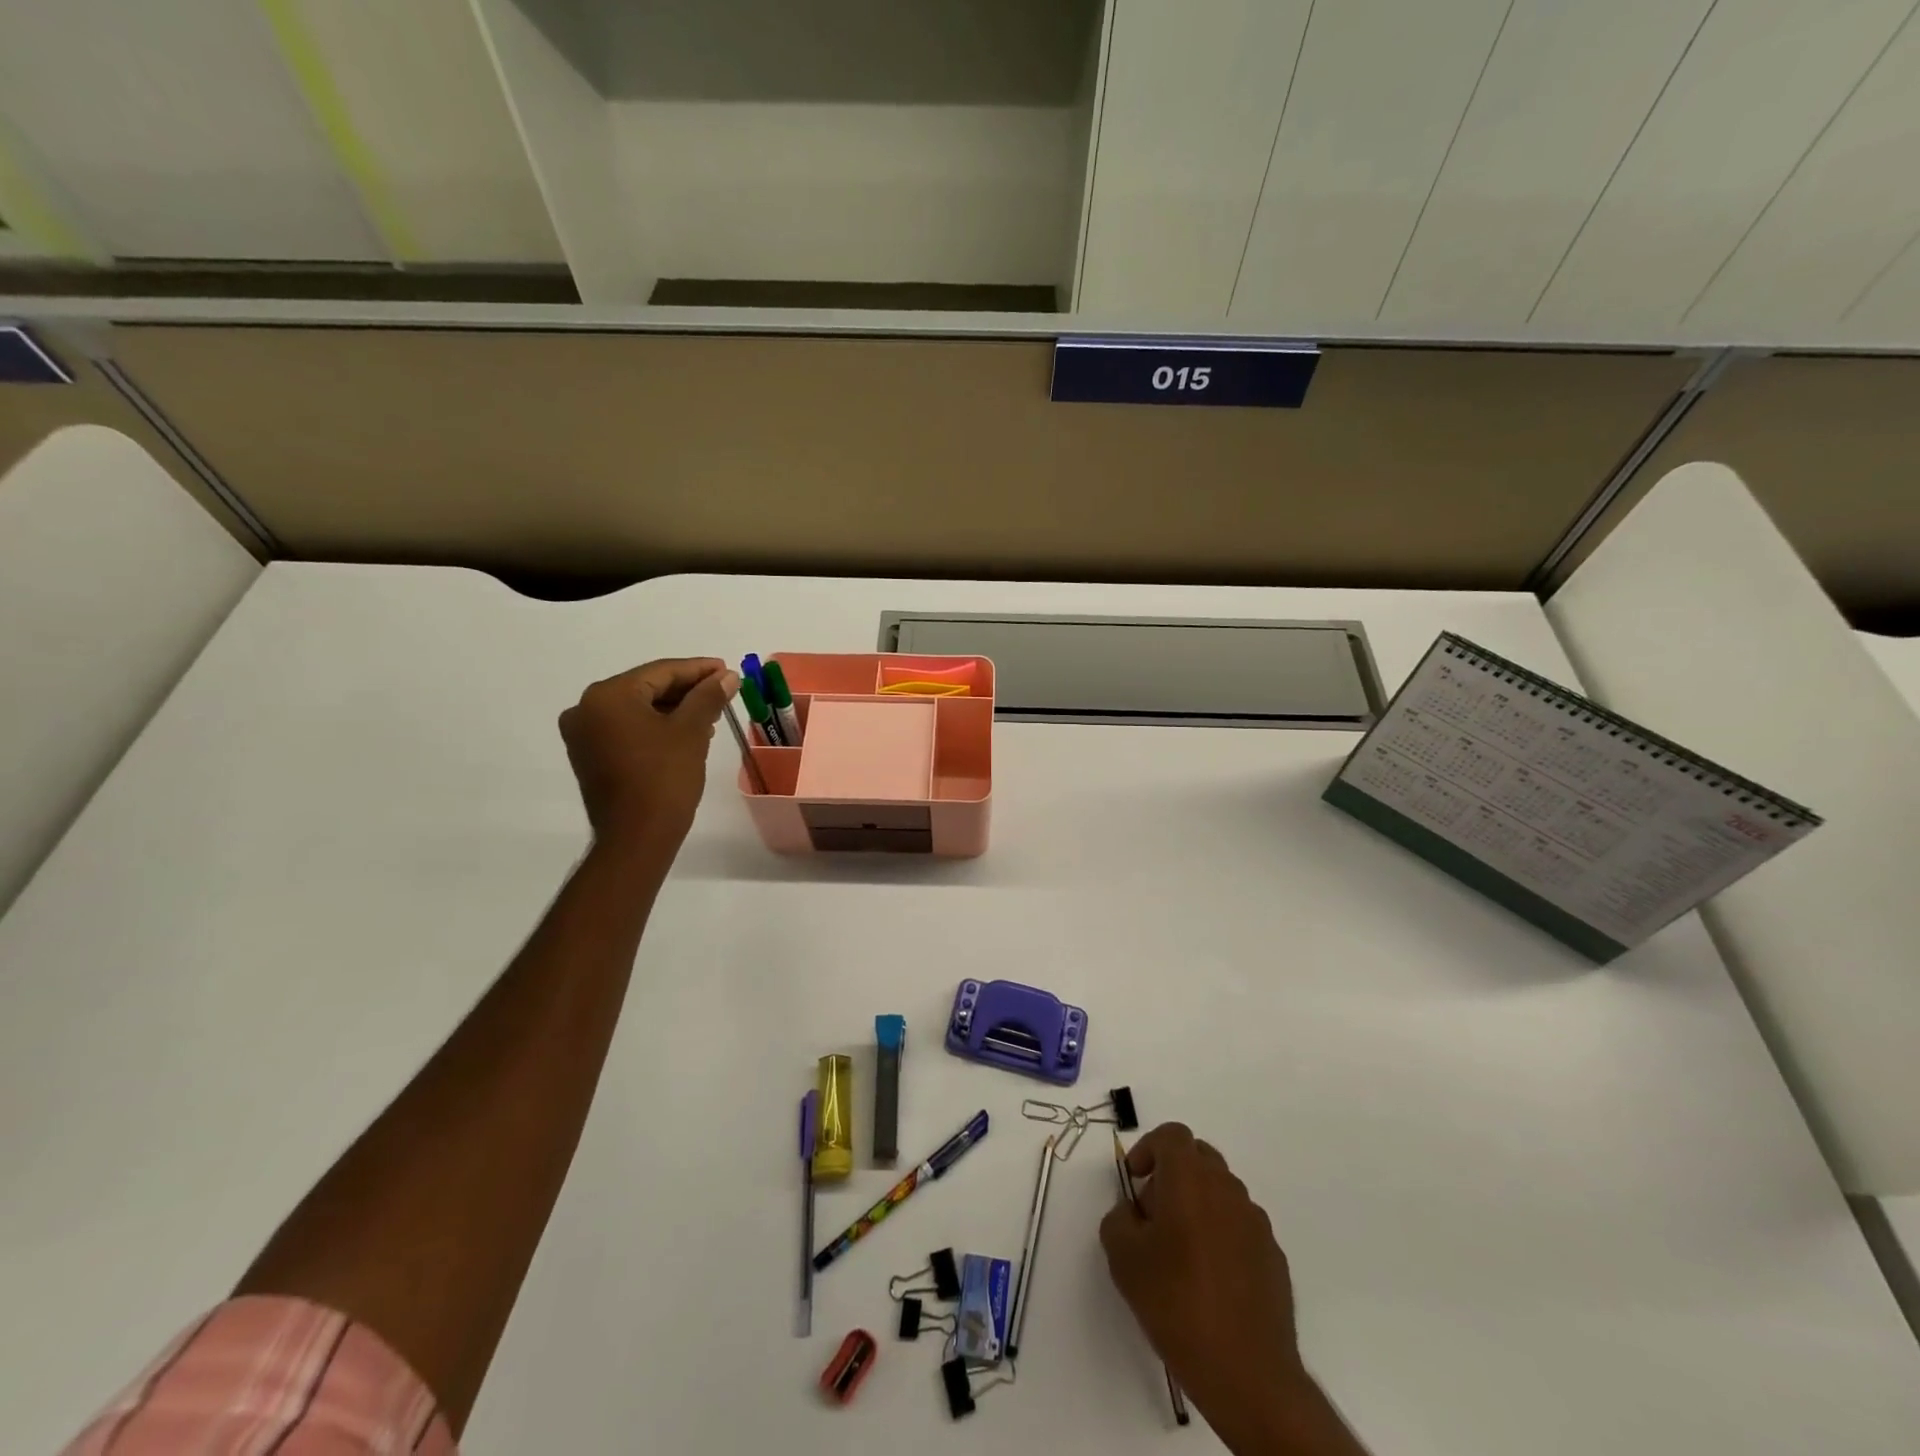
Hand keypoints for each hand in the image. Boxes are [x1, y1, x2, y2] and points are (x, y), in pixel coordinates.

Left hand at [558, 658, 737, 850]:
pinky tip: (685, 733)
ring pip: (637, 710)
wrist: (636, 837)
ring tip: (709, 714)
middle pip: (646, 688)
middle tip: (722, 691)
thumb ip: (708, 696)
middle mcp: (586, 709)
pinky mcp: (589, 757)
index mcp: (607, 696)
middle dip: (686, 690)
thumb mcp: (691, 731)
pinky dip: (655, 727)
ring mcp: (583, 735)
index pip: (660, 672)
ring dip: (673, 710)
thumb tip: (727, 676)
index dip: (698, 669)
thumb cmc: (664, 778)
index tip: (727, 669)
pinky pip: (627, 730)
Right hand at [1101, 1124, 1361, 1454]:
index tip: (1136, 1181)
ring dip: (1198, 1204)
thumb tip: (1132, 1212)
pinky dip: (1221, 1235)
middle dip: (1173, 1174)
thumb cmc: (1176, 1303)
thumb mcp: (1123, 1258)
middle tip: (1154, 1215)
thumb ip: (1118, 1218)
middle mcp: (1227, 1188)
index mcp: (1190, 1178)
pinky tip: (1209, 1279)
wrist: (1247, 1373)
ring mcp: (1256, 1223)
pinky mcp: (1273, 1257)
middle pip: (1199, 1158)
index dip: (1149, 1149)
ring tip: (1180, 1252)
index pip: (1172, 1135)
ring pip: (1221, 1192)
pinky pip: (1240, 1226)